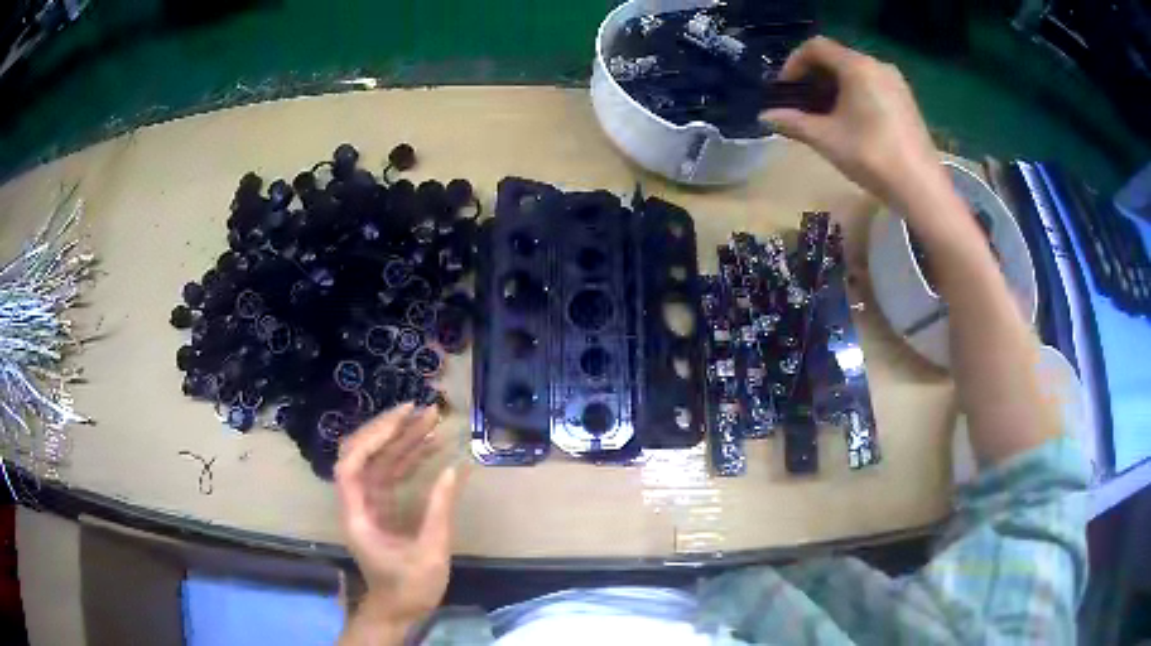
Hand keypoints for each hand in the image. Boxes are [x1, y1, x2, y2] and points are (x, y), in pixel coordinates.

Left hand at [335, 404, 461, 632]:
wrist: (399, 610)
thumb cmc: (409, 587)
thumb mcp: (430, 552)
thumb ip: (440, 510)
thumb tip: (455, 469)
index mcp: (357, 514)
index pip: (351, 464)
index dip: (373, 438)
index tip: (402, 419)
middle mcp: (358, 502)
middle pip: (363, 454)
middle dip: (389, 429)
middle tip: (421, 410)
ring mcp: (371, 503)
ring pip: (380, 461)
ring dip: (404, 439)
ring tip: (433, 420)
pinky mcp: (384, 507)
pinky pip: (393, 474)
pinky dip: (411, 459)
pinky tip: (433, 447)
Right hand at [761, 37, 948, 210]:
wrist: (922, 188)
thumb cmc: (872, 157)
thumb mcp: (826, 139)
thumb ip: (793, 123)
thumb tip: (764, 118)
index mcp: (857, 66)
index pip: (816, 46)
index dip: (794, 63)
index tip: (785, 88)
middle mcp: (878, 65)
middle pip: (836, 57)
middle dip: (813, 76)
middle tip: (802, 102)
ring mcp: (896, 83)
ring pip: (855, 72)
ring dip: (834, 86)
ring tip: (825, 114)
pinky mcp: (907, 100)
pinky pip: (873, 85)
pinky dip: (855, 94)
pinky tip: (852, 121)